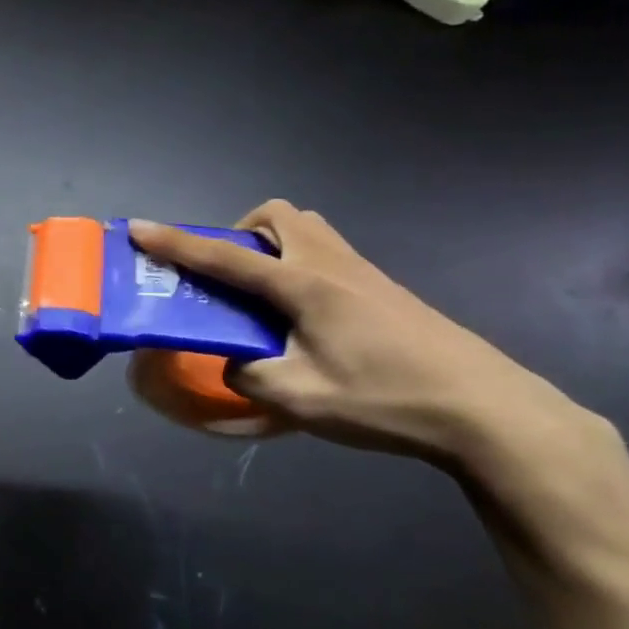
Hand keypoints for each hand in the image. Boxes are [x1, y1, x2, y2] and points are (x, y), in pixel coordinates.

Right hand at [129, 203, 606, 471]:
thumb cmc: (386, 400)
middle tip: (230, 276)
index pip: (224, 255)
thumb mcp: (300, 399)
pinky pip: (327, 254)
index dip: (175, 243)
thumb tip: (234, 361)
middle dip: (239, 233)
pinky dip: (299, 266)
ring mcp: (365, 273)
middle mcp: (331, 264)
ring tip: (264, 295)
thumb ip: (249, 374)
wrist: (490, 413)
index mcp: (303, 285)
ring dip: (272, 245)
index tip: (138, 228)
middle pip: (276, 216)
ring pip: (306, 230)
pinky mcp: (386, 290)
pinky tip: (308, 319)